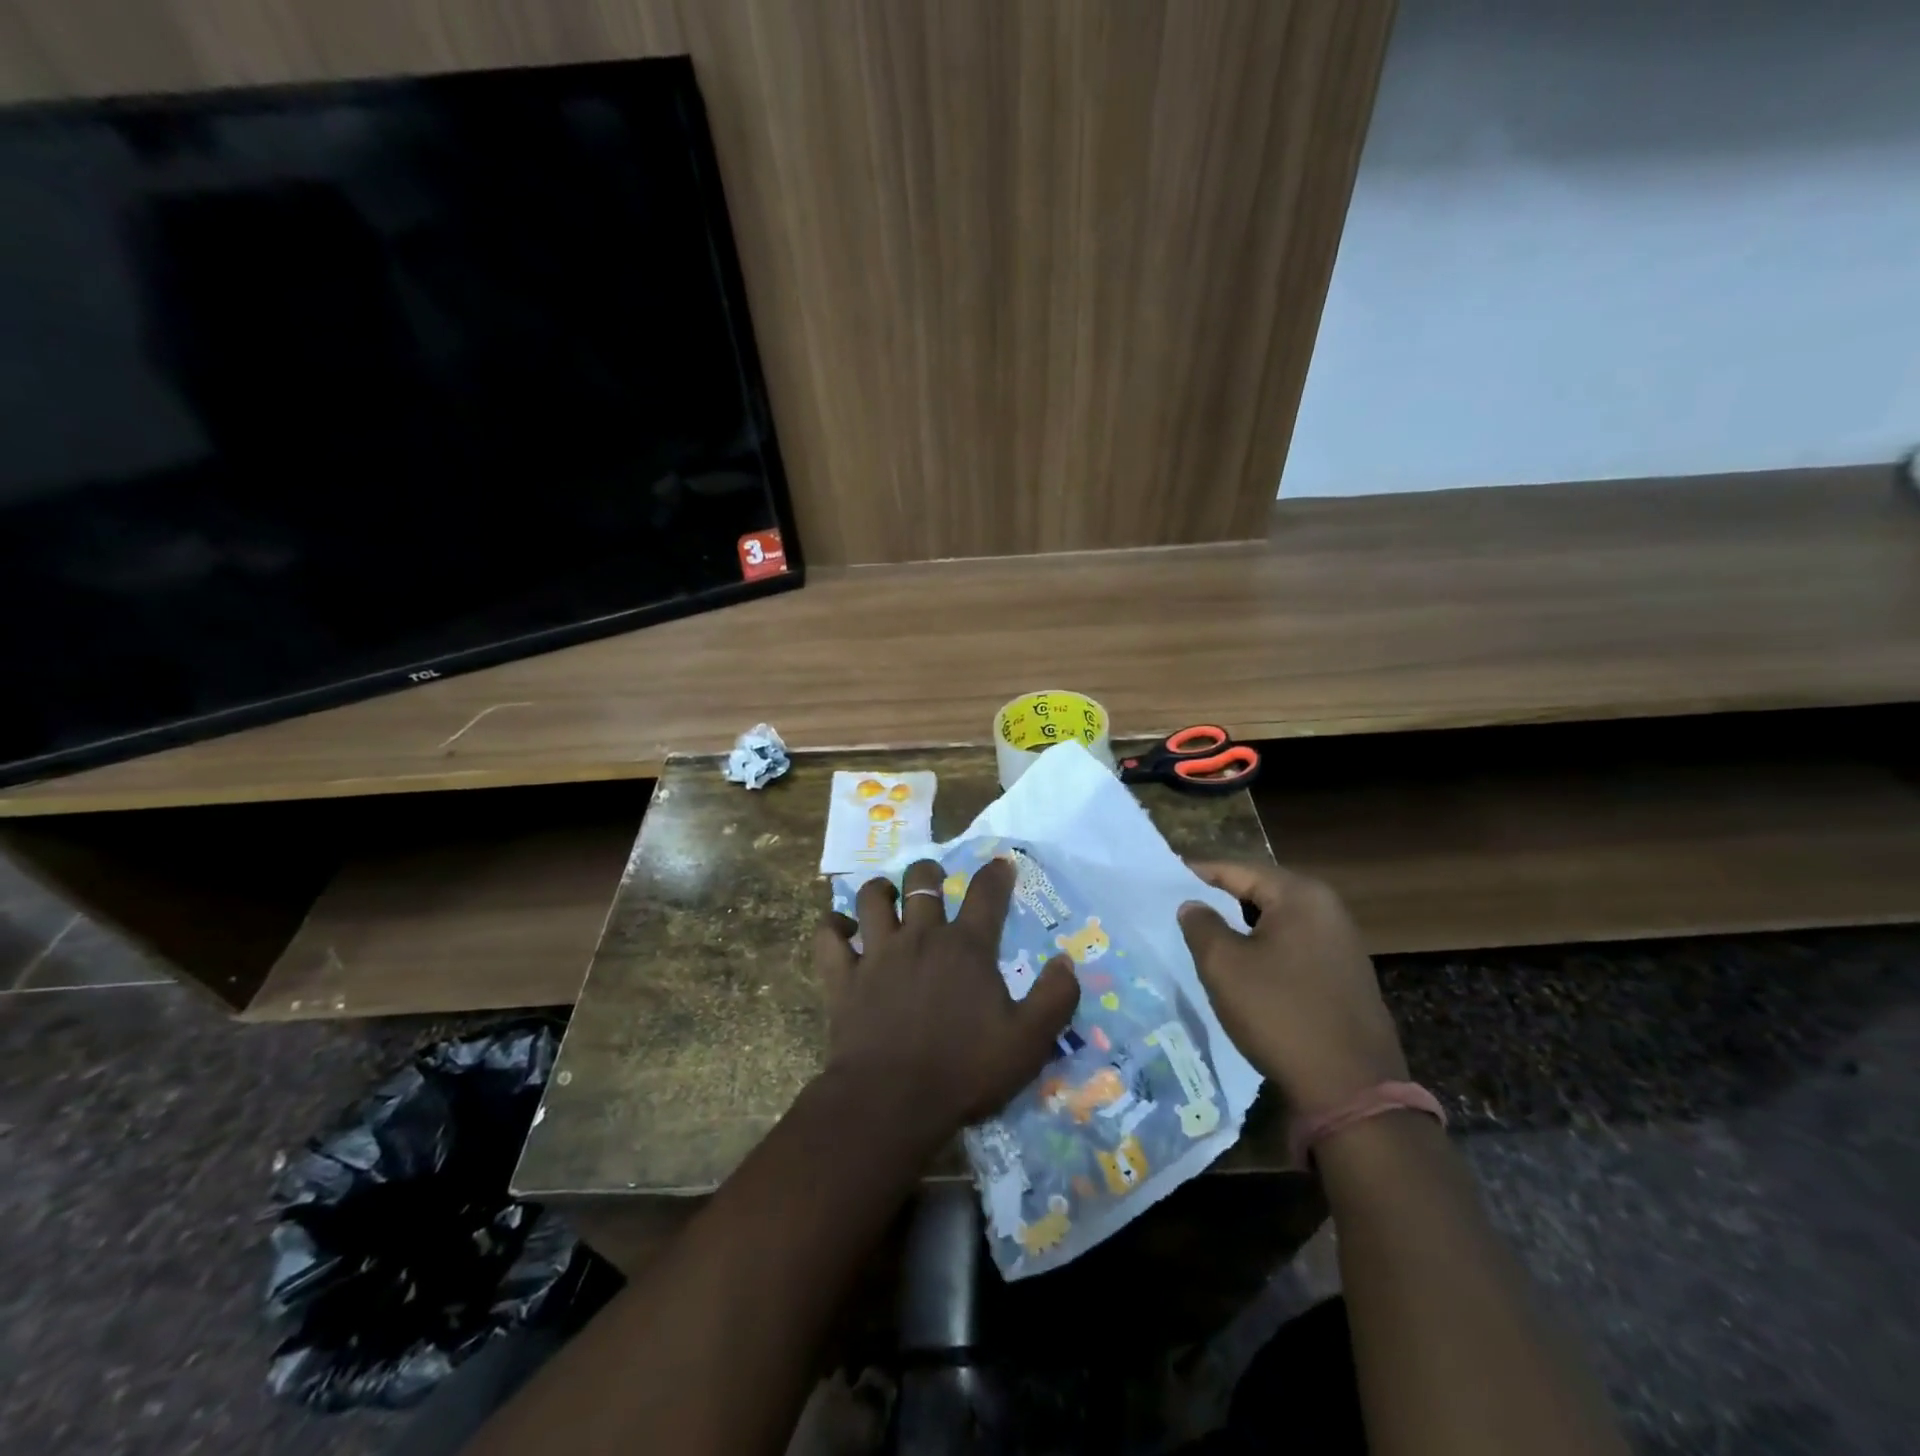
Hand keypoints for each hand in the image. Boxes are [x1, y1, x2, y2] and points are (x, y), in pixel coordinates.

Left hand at [815, 856, 1079, 1132]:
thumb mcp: (1028, 1043)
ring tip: (886, 895)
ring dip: (880, 889)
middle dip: (929, 873)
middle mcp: (921, 937)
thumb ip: (1054, 999)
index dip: (996, 874)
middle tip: (934, 880)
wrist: (891, 1102)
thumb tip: (1067, 962)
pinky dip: (832, 927)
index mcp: (966, 948)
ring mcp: (877, 953)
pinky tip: (840, 929)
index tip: (1001, 863)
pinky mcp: (843, 976)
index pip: (986, 895)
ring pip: (872, 898)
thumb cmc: (963, 1071)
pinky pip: (828, 937)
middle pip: (922, 883)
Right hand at [1177, 861, 1407, 1111]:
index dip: (1199, 873)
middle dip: (1221, 899)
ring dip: (1243, 926)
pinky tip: (1245, 968)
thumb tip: (1193, 905)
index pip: (1238, 869)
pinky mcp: (1346, 975)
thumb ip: (1201, 925)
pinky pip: (1295, 946)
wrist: (1350, 1090)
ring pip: (1278, 921)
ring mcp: (1342, 943)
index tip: (1166, 878)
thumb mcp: (1224, 966)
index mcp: (1301, 895)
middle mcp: (1328, 909)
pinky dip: (1266, 948)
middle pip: (1261, 891)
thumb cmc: (1279, 1014)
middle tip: (1182, 908)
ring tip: (1207, 937)